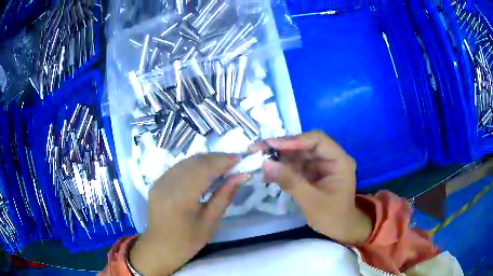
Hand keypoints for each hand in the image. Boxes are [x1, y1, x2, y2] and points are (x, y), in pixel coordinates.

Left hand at [129, 153, 247, 275]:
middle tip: (233, 160)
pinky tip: (203, 169)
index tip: (240, 158)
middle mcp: (168, 184)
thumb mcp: (210, 222)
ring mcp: (160, 181)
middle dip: (216, 157)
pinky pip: (178, 167)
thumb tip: (240, 176)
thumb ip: (224, 196)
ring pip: (186, 161)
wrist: (159, 248)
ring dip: (205, 159)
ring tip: (222, 163)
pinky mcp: (157, 182)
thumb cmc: (187, 241)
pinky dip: (193, 165)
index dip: (223, 160)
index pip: (204, 169)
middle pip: (195, 161)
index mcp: (181, 197)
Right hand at [257, 131, 372, 243]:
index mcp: (339, 160)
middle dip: (282, 148)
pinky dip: (282, 170)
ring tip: (260, 164)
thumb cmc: (332, 216)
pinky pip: (296, 167)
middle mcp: (330, 158)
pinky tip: (268, 175)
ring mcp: (321, 166)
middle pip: (305, 145)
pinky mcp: (313, 174)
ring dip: (279, 159)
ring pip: (298, 155)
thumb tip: (266, 163)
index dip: (295, 140)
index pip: (317, 140)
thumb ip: (290, 181)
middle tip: (259, 150)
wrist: (340, 229)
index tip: (272, 145)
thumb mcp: (311, 201)